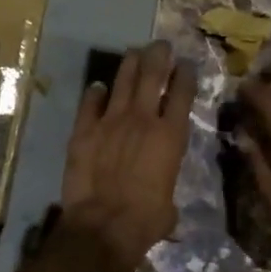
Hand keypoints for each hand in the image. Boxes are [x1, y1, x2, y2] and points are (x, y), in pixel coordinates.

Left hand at [58, 40, 198, 271]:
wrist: (103, 225)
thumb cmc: (146, 220)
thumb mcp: (169, 205)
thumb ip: (166, 188)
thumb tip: (162, 200)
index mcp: (171, 136)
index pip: (182, 93)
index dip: (185, 75)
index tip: (186, 65)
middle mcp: (143, 119)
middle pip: (152, 75)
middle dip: (159, 56)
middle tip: (161, 46)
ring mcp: (111, 121)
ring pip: (122, 81)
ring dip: (130, 64)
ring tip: (134, 53)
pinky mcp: (84, 130)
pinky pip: (90, 103)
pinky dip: (95, 93)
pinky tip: (98, 87)